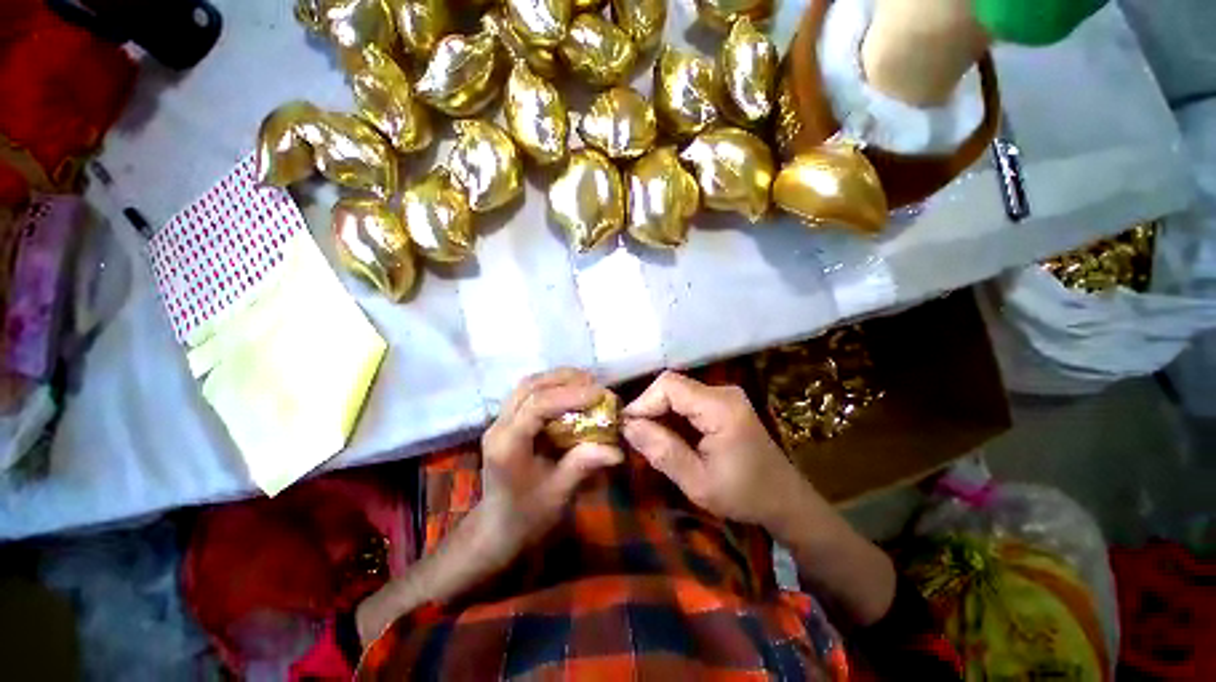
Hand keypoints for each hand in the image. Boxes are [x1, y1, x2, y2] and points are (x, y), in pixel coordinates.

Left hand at [477, 368, 623, 566]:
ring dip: (557, 379)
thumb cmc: (527, 515)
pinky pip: (528, 393)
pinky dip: (550, 386)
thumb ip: (584, 464)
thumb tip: (618, 450)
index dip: (570, 395)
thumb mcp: (558, 493)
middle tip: (595, 383)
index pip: (537, 405)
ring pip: (527, 385)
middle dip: (565, 380)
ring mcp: (499, 421)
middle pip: (530, 387)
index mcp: (508, 445)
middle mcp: (499, 426)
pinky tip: (569, 391)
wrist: (497, 527)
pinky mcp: (506, 420)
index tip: (600, 394)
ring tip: (585, 383)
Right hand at [621, 371, 812, 531]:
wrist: (785, 500)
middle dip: (648, 407)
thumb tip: (627, 426)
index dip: (642, 402)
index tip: (626, 428)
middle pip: (672, 385)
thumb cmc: (744, 495)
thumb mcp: (697, 482)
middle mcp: (723, 392)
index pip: (669, 385)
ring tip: (646, 436)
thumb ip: (662, 451)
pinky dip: (671, 413)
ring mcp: (725, 395)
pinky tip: (666, 433)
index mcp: (720, 407)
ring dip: (658, 411)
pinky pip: (688, 400)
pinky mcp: (724, 403)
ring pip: (678, 391)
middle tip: (633, 435)